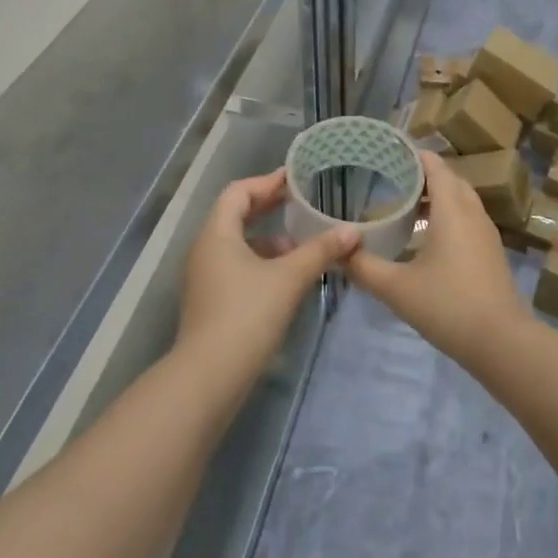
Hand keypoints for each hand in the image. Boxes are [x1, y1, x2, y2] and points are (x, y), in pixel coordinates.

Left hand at [177, 170, 357, 380]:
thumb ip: (320, 251)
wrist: (209, 378)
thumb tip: (352, 231)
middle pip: (236, 215)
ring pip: (237, 244)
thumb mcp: (289, 278)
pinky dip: (261, 262)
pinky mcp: (210, 302)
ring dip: (268, 239)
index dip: (267, 182)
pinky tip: (287, 277)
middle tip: (301, 202)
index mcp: (217, 234)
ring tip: (301, 244)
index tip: (295, 179)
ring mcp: (204, 278)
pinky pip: (236, 266)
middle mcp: (205, 249)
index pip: (239, 192)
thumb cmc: (247, 315)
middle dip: (269, 208)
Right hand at [345, 150, 532, 369]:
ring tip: (404, 207)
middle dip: (421, 175)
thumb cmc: (448, 306)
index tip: (387, 152)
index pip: (434, 165)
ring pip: (460, 200)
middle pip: (448, 179)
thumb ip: (364, 267)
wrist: (502, 342)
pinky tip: (425, 239)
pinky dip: (447, 216)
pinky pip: (467, 218)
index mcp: (452, 209)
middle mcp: (472, 212)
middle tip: (390, 179)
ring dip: (435, 197)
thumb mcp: (397, 288)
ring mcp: (486, 232)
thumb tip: (337, 252)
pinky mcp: (490, 252)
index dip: (412, 155)